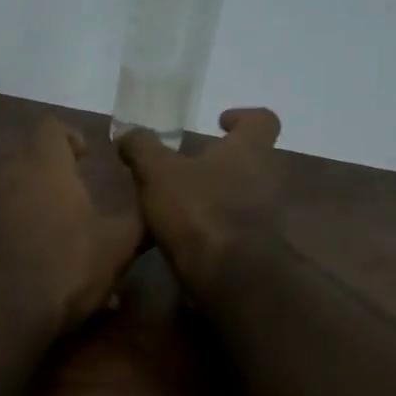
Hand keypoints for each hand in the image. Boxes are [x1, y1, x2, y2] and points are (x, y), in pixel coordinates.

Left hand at [0, 121, 144, 333]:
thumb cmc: (67, 267)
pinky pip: (7, 216)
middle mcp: (13, 176)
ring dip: (43, 198)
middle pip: (34, 156)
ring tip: (70, 226)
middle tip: (85, 191)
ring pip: (19, 187)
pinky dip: (26, 224)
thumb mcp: (118, 247)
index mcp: (46, 166)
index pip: (52, 127)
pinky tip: (47, 255)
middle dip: (59, 169)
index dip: (72, 136)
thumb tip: (158, 205)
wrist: (3, 312)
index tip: (89, 156)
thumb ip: (140, 220)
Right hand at [116, 108, 284, 296]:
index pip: (262, 120)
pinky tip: (187, 235)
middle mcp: (267, 178)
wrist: (232, 278)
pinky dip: (216, 226)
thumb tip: (127, 133)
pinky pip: (238, 228)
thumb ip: (142, 148)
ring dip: (219, 195)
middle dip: (223, 160)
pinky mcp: (259, 248)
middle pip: (253, 159)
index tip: (220, 122)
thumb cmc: (199, 211)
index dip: (243, 116)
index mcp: (249, 150)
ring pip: (246, 194)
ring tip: (181, 202)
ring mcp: (268, 216)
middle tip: (188, 165)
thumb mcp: (158, 173)